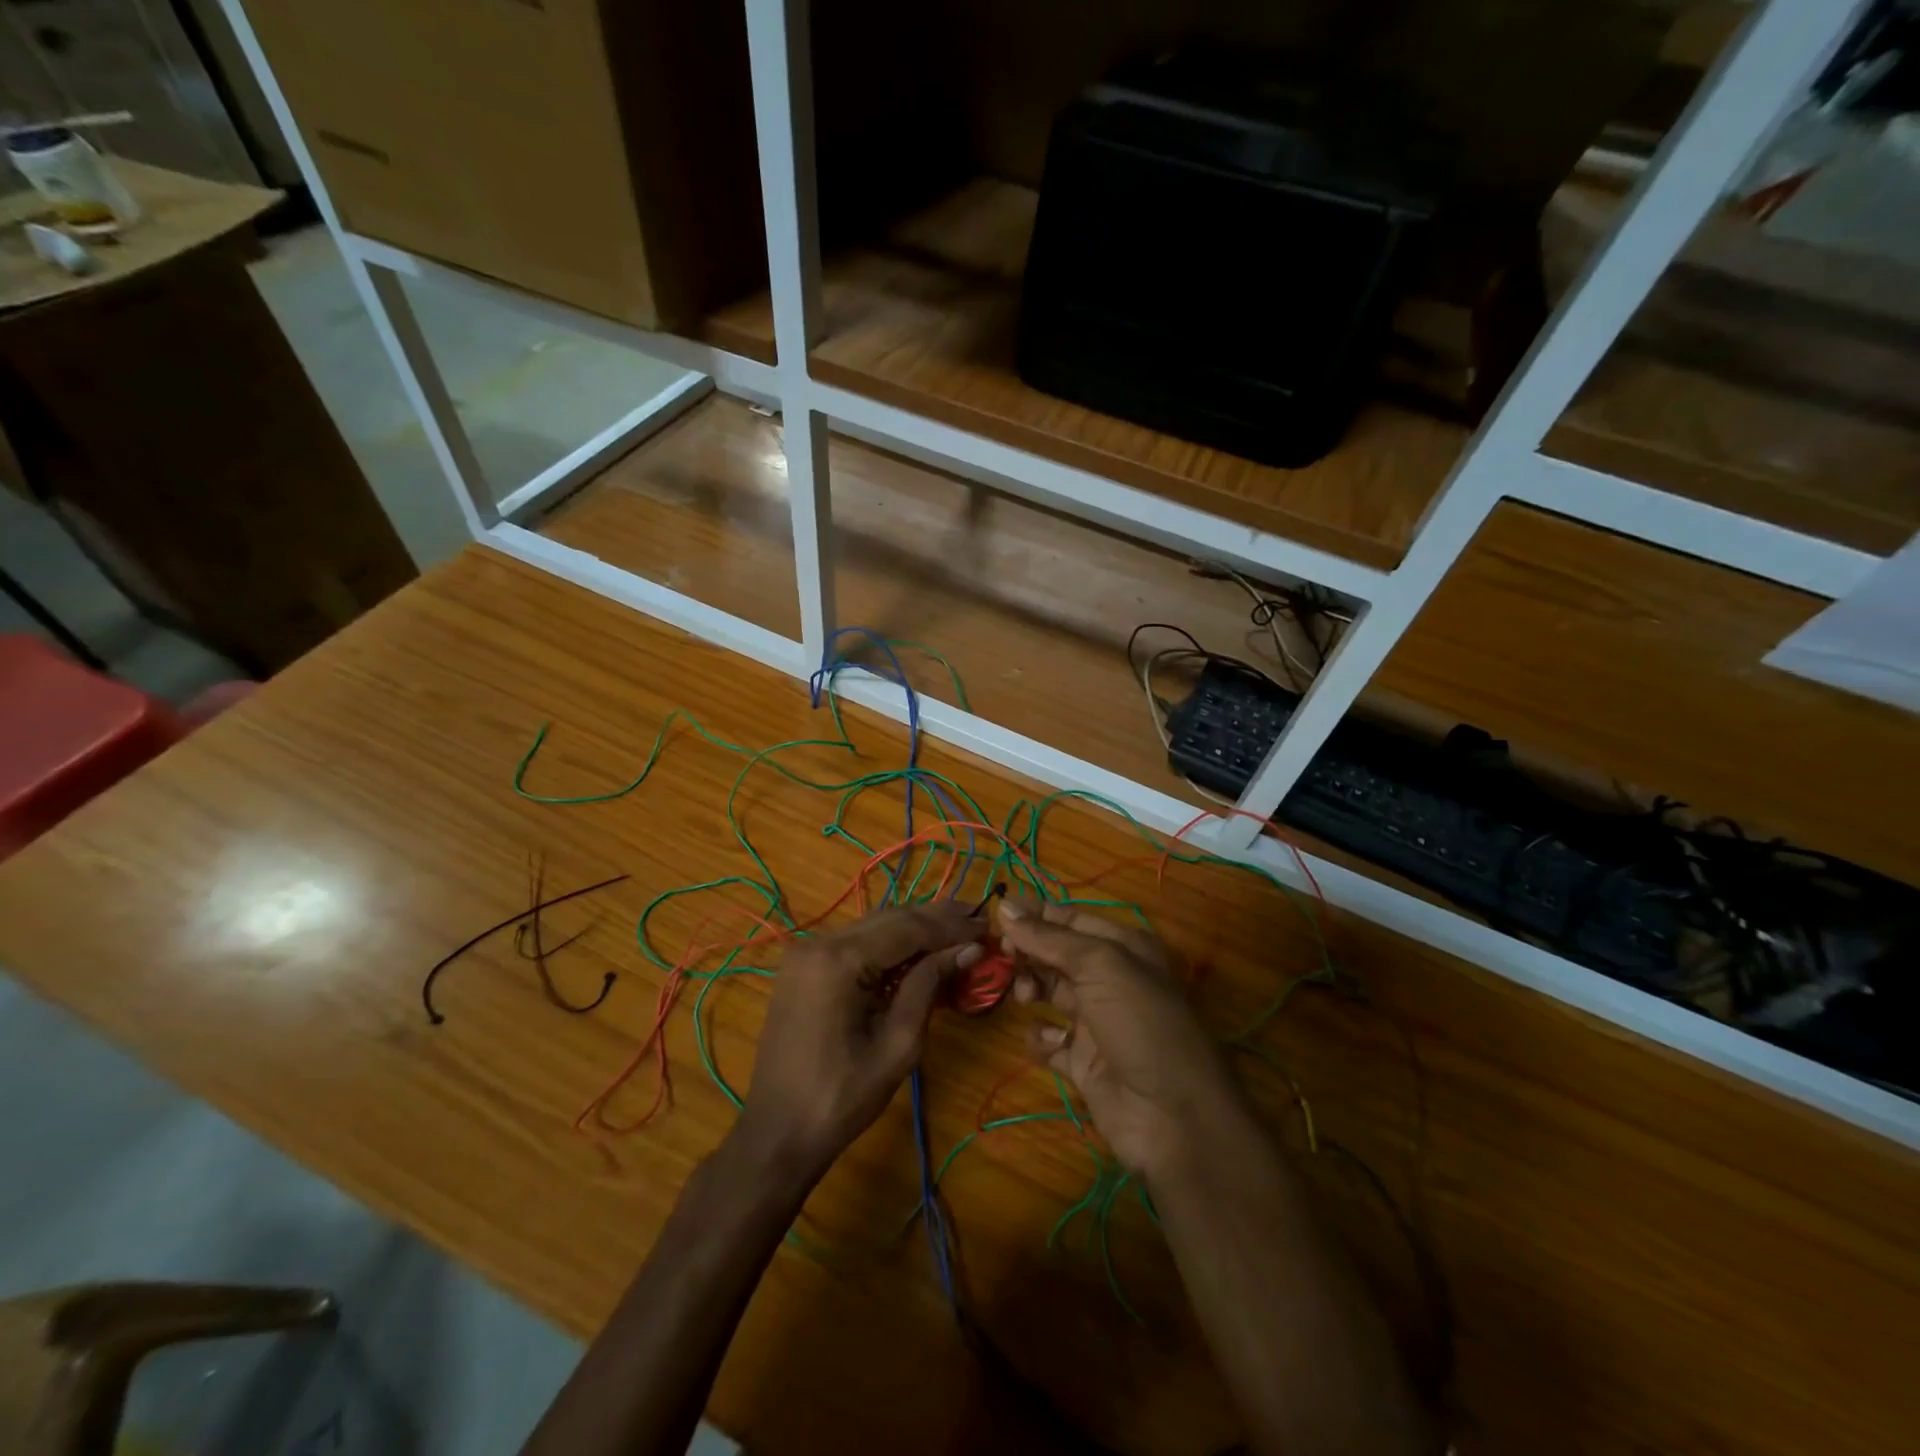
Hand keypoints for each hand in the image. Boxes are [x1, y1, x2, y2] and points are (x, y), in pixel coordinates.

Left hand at [740, 904, 984, 1176]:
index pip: (907, 928)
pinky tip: (918, 947)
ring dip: (914, 927)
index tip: (987, 924)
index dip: (950, 926)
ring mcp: (806, 951)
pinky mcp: (803, 965)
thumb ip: (929, 986)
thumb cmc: (842, 1098)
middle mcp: (819, 942)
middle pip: (889, 918)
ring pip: (873, 925)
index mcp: (839, 960)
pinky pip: (855, 941)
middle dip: (936, 919)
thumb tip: (967, 949)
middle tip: (978, 918)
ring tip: (957, 926)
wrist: (778, 1132)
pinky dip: (889, 942)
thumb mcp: (898, 1045)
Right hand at [1002, 898, 1242, 1178]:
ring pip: (1050, 992)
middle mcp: (1110, 979)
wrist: (1174, 1118)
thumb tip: (1006, 905)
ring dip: (1030, 989)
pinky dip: (1041, 1039)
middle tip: (1003, 957)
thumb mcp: (1100, 966)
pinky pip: (1051, 1041)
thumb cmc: (1141, 1023)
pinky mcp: (1085, 1062)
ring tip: (1025, 998)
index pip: (1069, 919)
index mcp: (1123, 947)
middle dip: (1028, 952)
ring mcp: (1097, 1022)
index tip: (997, 916)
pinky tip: (1046, 1042)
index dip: (1034, 915)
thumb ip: (1049, 937)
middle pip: (1056, 954)